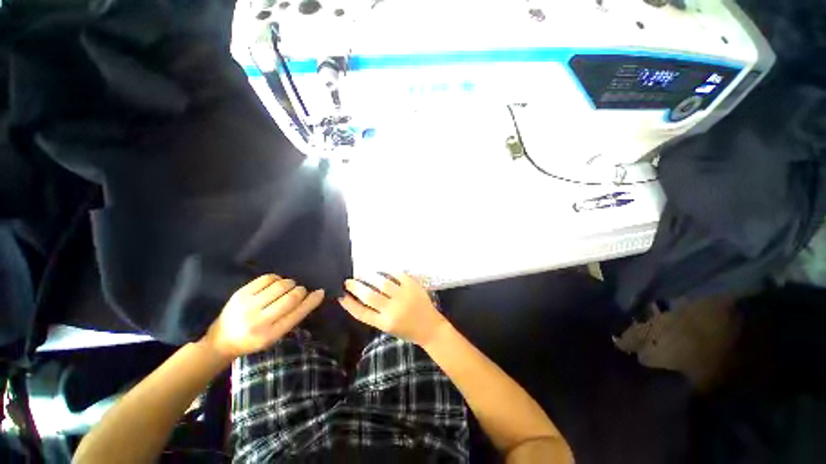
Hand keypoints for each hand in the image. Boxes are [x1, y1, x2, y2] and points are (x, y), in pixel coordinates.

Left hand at [201, 274, 323, 358]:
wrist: (221, 340)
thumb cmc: (254, 340)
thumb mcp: (276, 335)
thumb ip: (294, 317)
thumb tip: (314, 295)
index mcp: (270, 334)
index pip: (298, 313)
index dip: (312, 300)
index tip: (320, 292)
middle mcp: (259, 320)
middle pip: (291, 297)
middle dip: (300, 291)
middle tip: (300, 291)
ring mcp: (248, 305)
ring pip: (281, 285)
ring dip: (289, 284)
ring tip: (287, 288)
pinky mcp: (241, 293)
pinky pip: (267, 278)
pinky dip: (277, 279)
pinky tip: (275, 284)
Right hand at [339, 273, 449, 346]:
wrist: (431, 328)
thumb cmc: (407, 330)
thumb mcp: (388, 328)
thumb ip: (375, 315)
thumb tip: (359, 298)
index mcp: (385, 323)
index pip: (361, 312)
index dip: (349, 303)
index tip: (340, 295)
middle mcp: (393, 310)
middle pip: (369, 295)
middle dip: (356, 287)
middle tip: (349, 281)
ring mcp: (404, 296)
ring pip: (382, 283)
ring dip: (369, 276)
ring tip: (362, 273)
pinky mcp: (412, 286)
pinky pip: (397, 275)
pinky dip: (387, 272)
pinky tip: (381, 270)